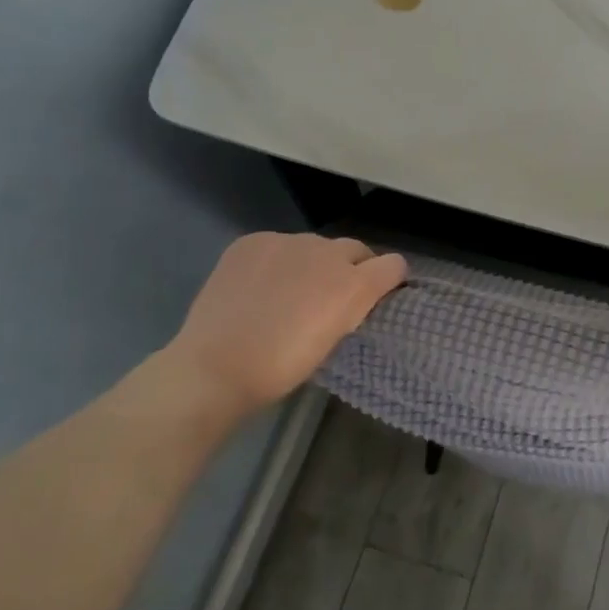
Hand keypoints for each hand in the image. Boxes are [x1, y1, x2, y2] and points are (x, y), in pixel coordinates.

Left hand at [163, 232, 406, 414]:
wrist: (215, 367)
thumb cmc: (281, 369)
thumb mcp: (332, 341)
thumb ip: (349, 310)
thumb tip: (348, 298)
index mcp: (353, 285)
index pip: (393, 265)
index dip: (389, 279)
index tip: (377, 296)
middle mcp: (327, 253)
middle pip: (355, 249)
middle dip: (352, 267)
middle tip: (330, 297)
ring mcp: (287, 242)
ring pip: (315, 246)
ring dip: (312, 263)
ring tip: (288, 293)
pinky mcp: (254, 241)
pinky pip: (278, 245)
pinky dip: (277, 261)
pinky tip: (259, 286)